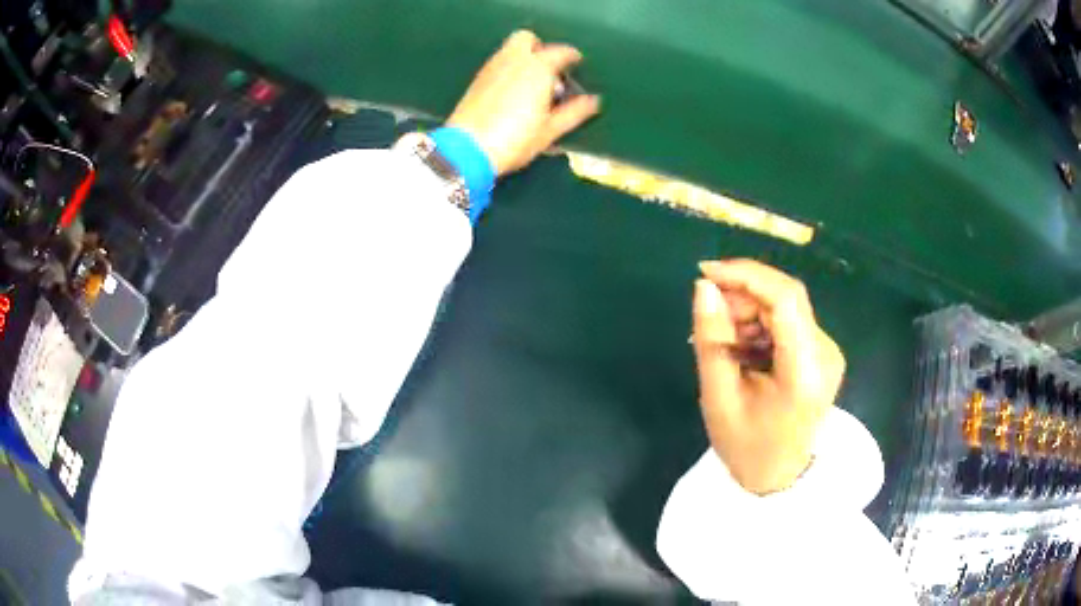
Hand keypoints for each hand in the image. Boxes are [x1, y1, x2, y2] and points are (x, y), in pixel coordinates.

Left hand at [447, 30, 601, 175]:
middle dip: (540, 48)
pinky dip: (509, 68)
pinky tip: (512, 91)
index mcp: (538, 69)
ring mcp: (492, 68)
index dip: (571, 56)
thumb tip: (594, 101)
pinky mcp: (477, 80)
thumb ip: (574, 112)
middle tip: (549, 69)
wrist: (468, 149)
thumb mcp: (550, 130)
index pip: (560, 52)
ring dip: (523, 58)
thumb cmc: (514, 140)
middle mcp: (513, 60)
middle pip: (527, 38)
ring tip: (532, 83)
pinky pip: (498, 63)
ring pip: (510, 49)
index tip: (576, 64)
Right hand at [691, 259, 845, 494]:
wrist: (778, 476)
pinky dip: (760, 324)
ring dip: (749, 311)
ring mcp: (828, 351)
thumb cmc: (745, 446)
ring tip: (723, 341)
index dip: (746, 275)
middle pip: (786, 298)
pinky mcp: (822, 353)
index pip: (785, 299)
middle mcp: (826, 353)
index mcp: (805, 371)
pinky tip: (742, 347)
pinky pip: (789, 321)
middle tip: (709, 316)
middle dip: (743, 296)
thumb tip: (705, 287)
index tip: (705, 273)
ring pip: (786, 306)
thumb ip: (712, 339)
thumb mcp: (718, 397)